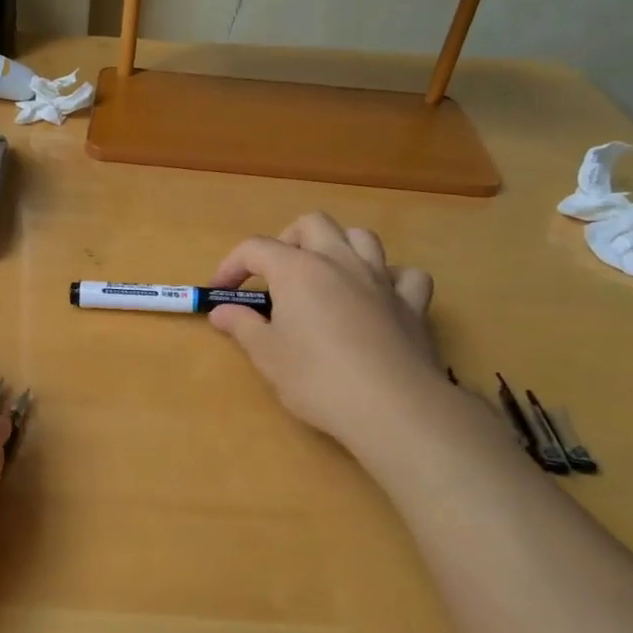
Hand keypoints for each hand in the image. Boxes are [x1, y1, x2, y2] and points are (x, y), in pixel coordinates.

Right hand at [209, 212, 442, 446]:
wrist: (391, 407)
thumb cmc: (317, 379)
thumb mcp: (267, 355)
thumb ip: (242, 326)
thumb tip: (221, 311)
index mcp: (298, 270)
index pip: (255, 248)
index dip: (231, 265)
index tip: (219, 292)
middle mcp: (340, 261)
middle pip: (311, 224)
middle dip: (287, 240)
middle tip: (274, 275)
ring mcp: (380, 280)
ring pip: (361, 237)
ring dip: (339, 247)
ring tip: (325, 276)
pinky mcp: (412, 305)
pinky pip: (405, 275)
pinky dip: (389, 278)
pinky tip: (378, 297)